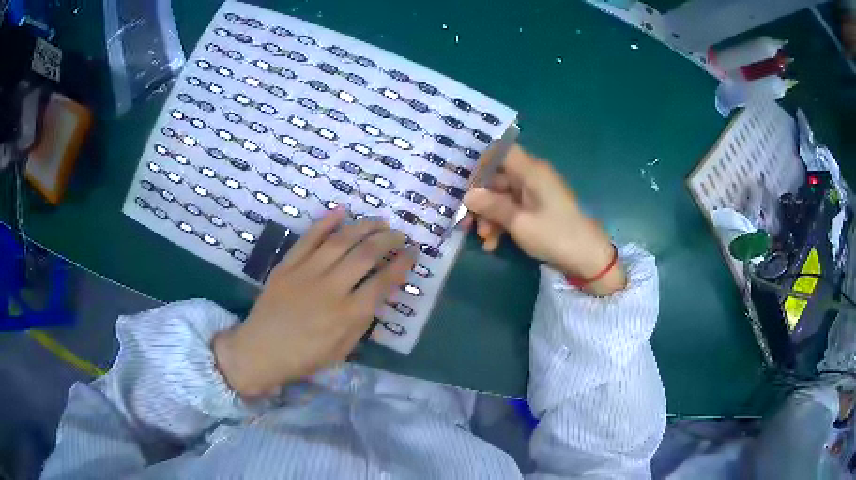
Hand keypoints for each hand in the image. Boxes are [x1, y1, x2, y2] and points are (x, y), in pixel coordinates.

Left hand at [213, 209, 414, 396]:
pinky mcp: (287, 265)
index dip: (402, 264)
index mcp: (347, 315)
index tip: (413, 253)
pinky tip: (342, 210)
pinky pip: (309, 238)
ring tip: (380, 220)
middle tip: (400, 234)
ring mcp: (307, 273)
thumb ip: (362, 321)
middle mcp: (331, 288)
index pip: (383, 282)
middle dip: (388, 240)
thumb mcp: (342, 350)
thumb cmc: (304, 357)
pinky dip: (326, 222)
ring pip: (341, 240)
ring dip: (364, 226)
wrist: (260, 351)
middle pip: (366, 255)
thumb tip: (377, 294)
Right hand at [464, 144, 624, 295]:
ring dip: (490, 216)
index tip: (464, 182)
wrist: (588, 258)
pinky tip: (493, 244)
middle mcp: (532, 177)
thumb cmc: (555, 235)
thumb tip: (468, 195)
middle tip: (467, 221)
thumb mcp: (520, 223)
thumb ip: (492, 206)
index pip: (501, 151)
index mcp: (531, 171)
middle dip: (481, 199)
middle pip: (498, 177)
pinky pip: (513, 209)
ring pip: (503, 196)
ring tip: (484, 238)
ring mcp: (536, 194)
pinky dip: (502, 223)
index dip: (481, 163)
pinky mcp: (538, 210)